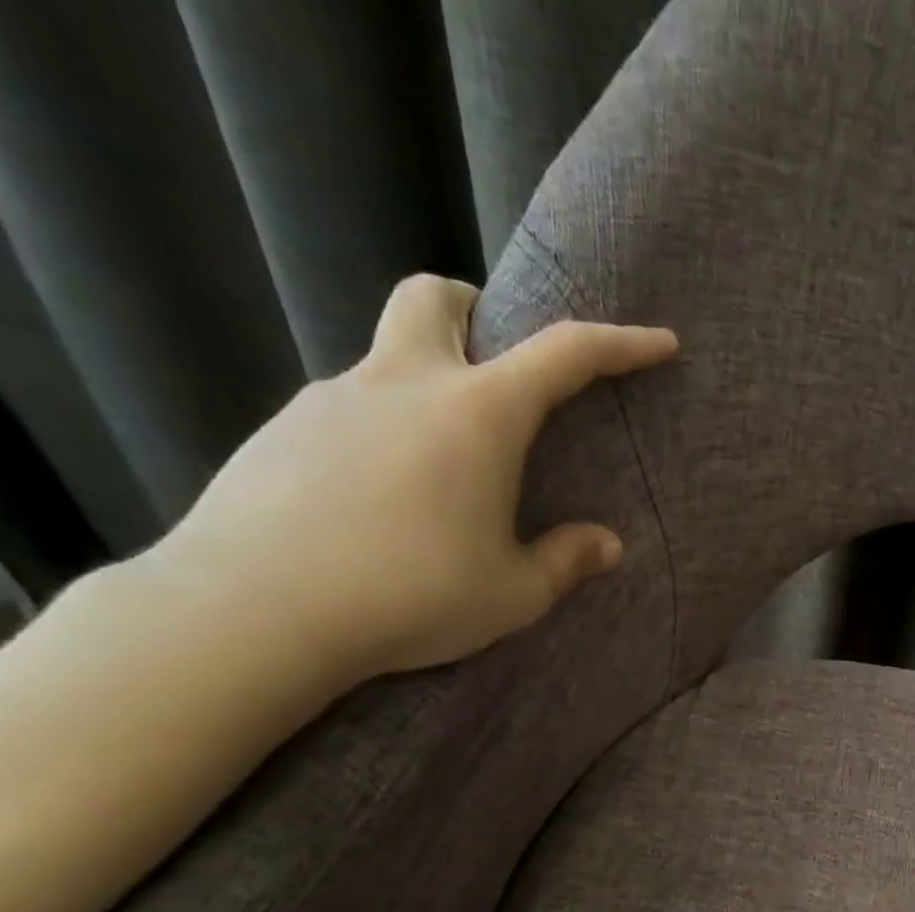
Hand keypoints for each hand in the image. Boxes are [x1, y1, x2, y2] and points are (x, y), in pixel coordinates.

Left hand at [157, 274, 677, 684]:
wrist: (255, 610)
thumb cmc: (411, 595)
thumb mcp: (513, 594)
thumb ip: (565, 561)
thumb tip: (606, 544)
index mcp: (477, 415)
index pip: (564, 354)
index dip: (620, 344)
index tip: (659, 343)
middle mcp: (404, 385)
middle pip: (435, 298)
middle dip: (476, 312)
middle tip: (496, 365)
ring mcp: (332, 400)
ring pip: (386, 360)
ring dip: (424, 389)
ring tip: (438, 473)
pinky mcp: (281, 431)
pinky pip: (346, 411)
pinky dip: (379, 434)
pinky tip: (378, 500)